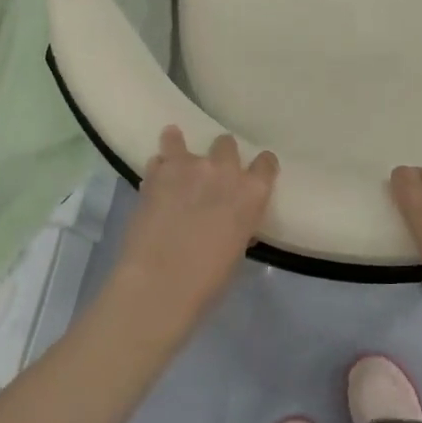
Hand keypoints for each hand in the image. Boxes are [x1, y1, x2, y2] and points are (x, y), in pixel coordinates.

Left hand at [113, 126, 277, 325]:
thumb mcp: (237, 249)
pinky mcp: (157, 173)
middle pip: (226, 144)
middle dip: (220, 154)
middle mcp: (225, 171)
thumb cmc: (209, 278)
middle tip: (212, 173)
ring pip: (182, 141)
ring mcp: (189, 167)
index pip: (266, 163)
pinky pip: (159, 159)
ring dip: (180, 149)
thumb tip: (231, 221)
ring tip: (175, 157)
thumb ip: (239, 224)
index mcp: (252, 193)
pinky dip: (158, 167)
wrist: (161, 281)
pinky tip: (155, 178)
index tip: (255, 172)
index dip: (261, 166)